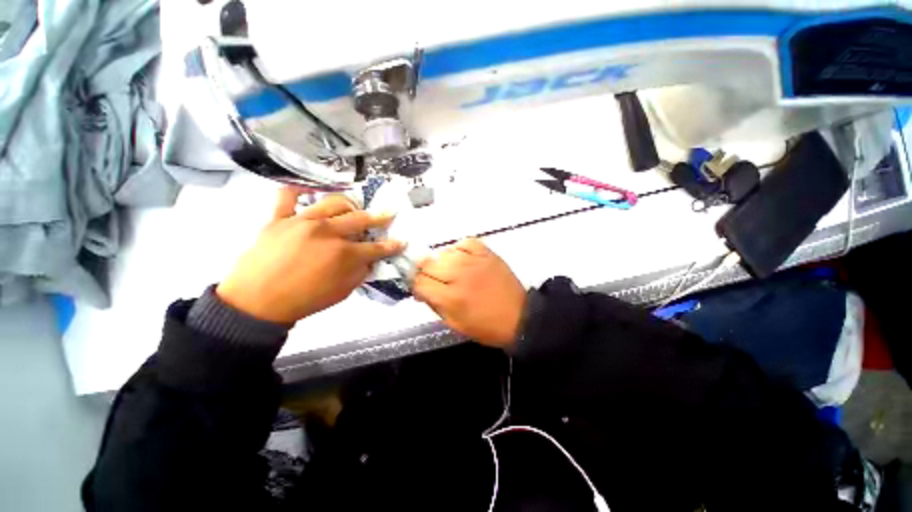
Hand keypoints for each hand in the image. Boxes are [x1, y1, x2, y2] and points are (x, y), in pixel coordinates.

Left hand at [216, 188, 405, 323]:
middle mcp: (327, 232)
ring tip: (353, 208)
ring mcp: (302, 221)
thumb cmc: (303, 300)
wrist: (256, 303)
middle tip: (387, 215)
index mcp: (344, 254)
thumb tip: (369, 261)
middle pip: (361, 219)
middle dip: (379, 218)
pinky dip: (297, 190)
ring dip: (349, 204)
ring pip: (333, 202)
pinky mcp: (279, 218)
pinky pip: (287, 196)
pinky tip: (307, 190)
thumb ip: (360, 274)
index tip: (401, 241)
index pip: (376, 248)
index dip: (392, 245)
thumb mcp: (341, 293)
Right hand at [413, 238, 526, 347]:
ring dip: (441, 262)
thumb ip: (434, 305)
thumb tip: (420, 290)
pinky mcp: (487, 253)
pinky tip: (461, 259)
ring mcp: (474, 260)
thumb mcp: (455, 324)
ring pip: (443, 252)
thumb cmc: (486, 326)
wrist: (520, 317)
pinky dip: (458, 249)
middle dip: (425, 273)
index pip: (419, 282)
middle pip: (427, 264)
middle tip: (434, 281)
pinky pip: (464, 242)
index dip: (415, 285)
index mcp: (451, 297)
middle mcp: (460, 275)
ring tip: (450, 272)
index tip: (421, 289)